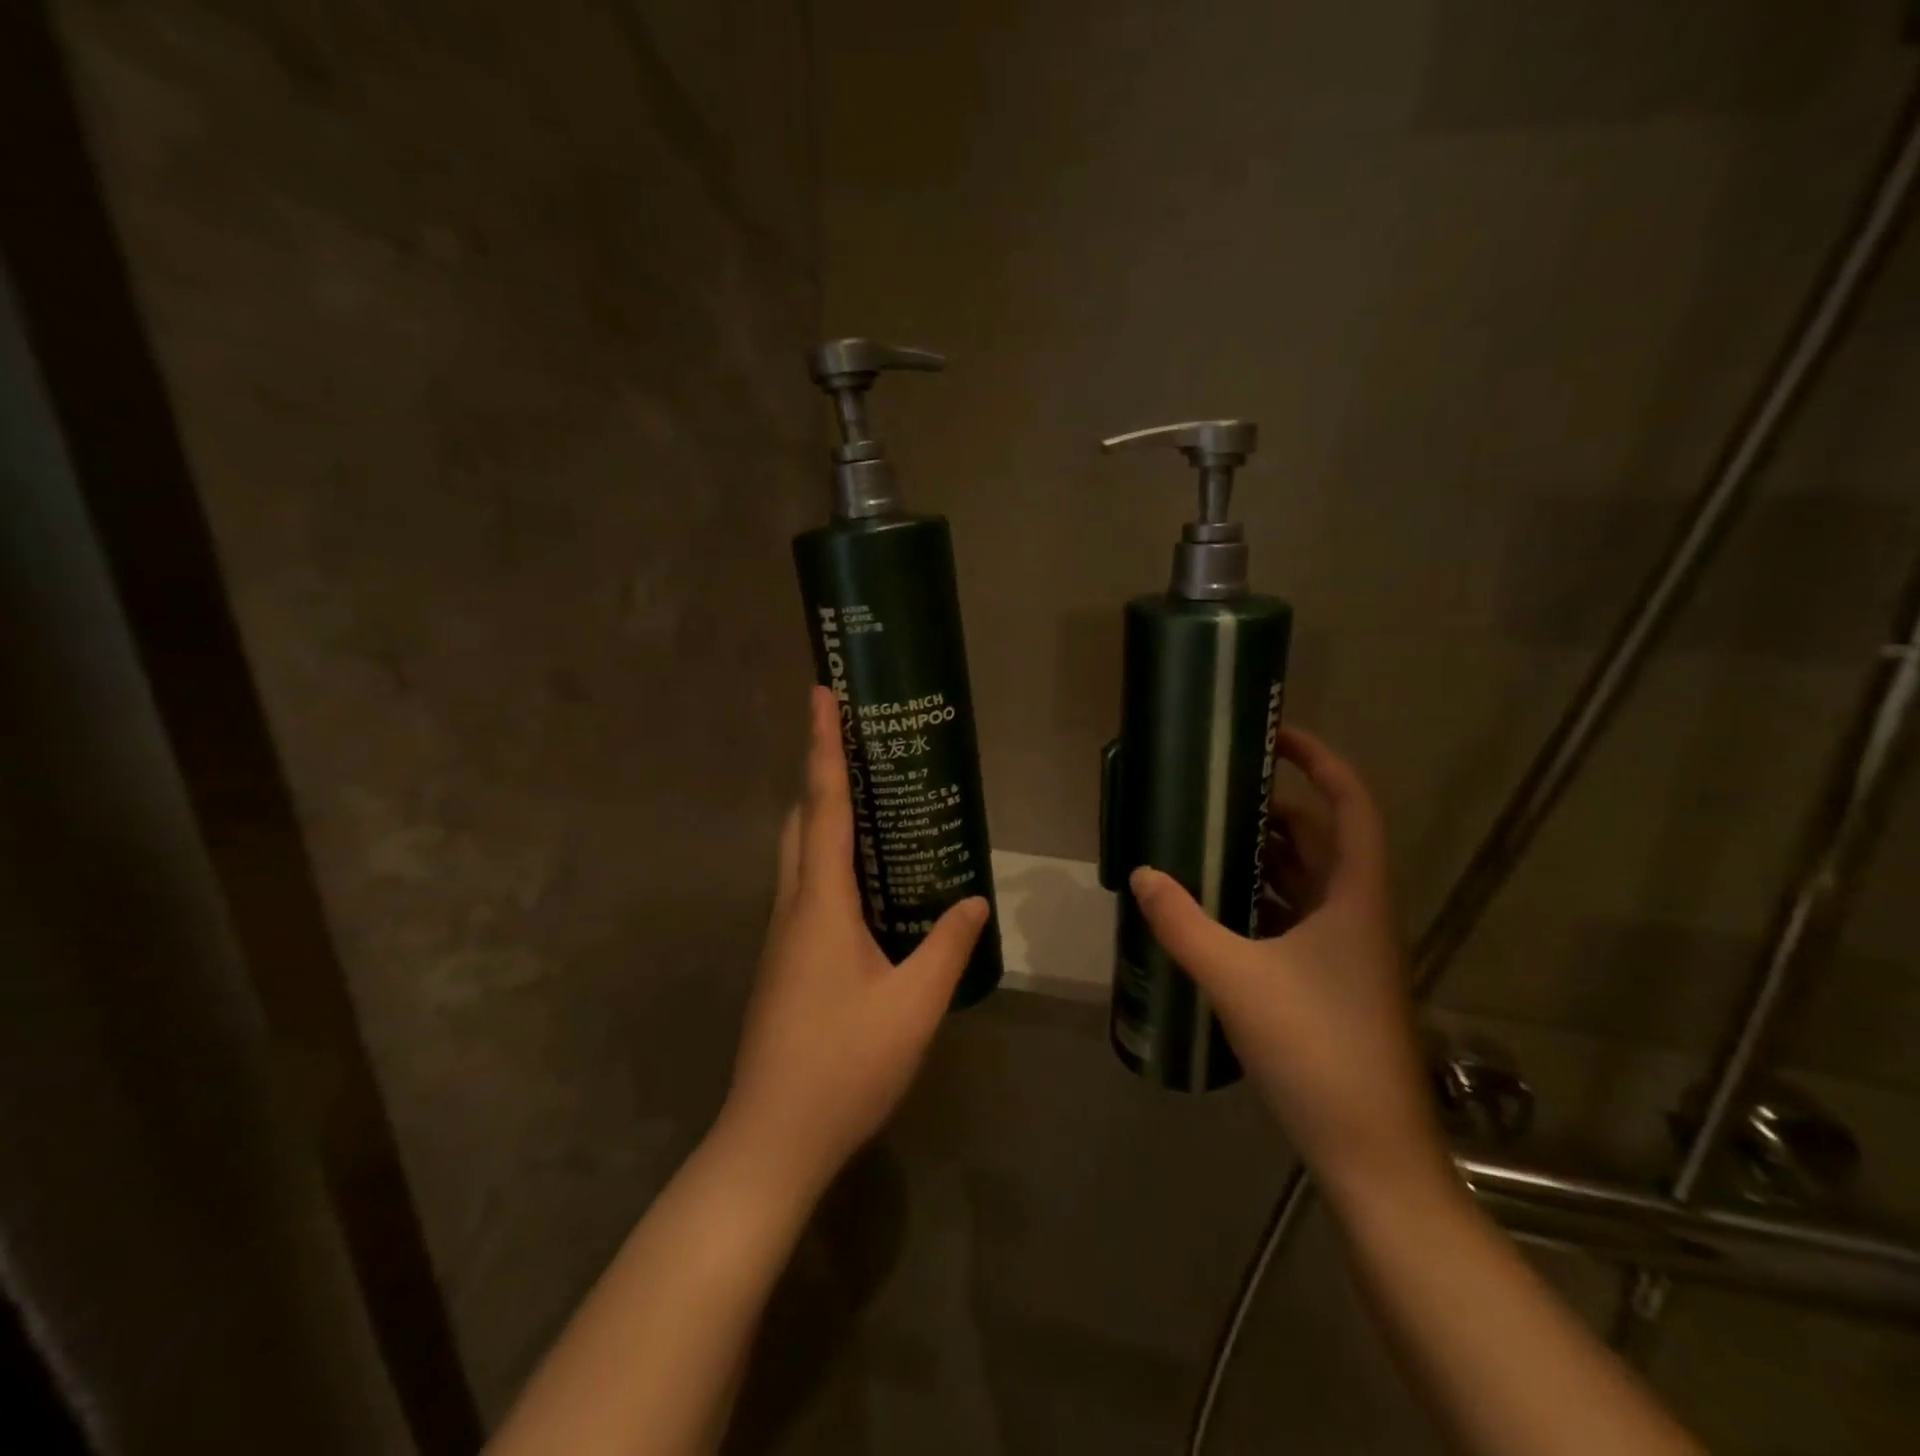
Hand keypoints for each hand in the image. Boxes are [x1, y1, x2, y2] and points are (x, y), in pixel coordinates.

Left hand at [721, 686, 988, 1200]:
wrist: (772, 1140)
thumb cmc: (844, 1066)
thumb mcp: (913, 1006)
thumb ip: (947, 947)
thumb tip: (974, 900)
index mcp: (820, 905)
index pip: (823, 806)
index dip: (823, 747)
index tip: (820, 694)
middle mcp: (793, 908)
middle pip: (800, 821)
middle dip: (820, 774)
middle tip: (857, 745)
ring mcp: (782, 937)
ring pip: (798, 856)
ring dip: (823, 818)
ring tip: (868, 801)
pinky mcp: (784, 962)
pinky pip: (806, 889)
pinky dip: (829, 861)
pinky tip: (866, 883)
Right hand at [1129, 728, 1450, 1209]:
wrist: (1370, 1151)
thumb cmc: (1316, 1049)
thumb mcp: (1237, 978)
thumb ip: (1183, 923)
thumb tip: (1142, 874)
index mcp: (1355, 897)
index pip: (1351, 805)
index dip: (1321, 761)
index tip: (1275, 736)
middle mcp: (1357, 914)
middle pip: (1322, 838)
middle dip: (1273, 808)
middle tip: (1214, 792)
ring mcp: (1346, 951)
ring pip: (1306, 880)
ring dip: (1263, 855)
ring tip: (1204, 837)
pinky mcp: (1330, 981)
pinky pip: (1294, 918)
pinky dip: (1259, 899)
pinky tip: (1215, 905)